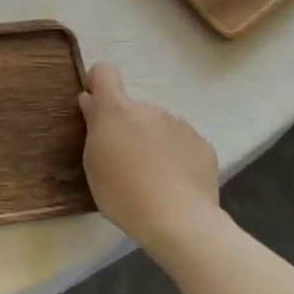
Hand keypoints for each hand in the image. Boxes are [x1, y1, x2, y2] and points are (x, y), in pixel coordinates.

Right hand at [79, 61, 224, 258]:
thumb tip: (91, 102)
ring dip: (152, 142)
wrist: (179, 221)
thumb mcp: (93, 163)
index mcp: (117, 110)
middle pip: (133, 108)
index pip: (104, 72)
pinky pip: (182, 143)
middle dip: (128, 127)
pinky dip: (176, 157)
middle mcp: (150, 108)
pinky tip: (176, 185)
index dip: (98, 84)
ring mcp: (180, 125)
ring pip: (159, 126)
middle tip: (126, 162)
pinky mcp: (203, 145)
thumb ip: (93, 127)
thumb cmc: (123, 193)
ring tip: (154, 178)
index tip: (96, 107)